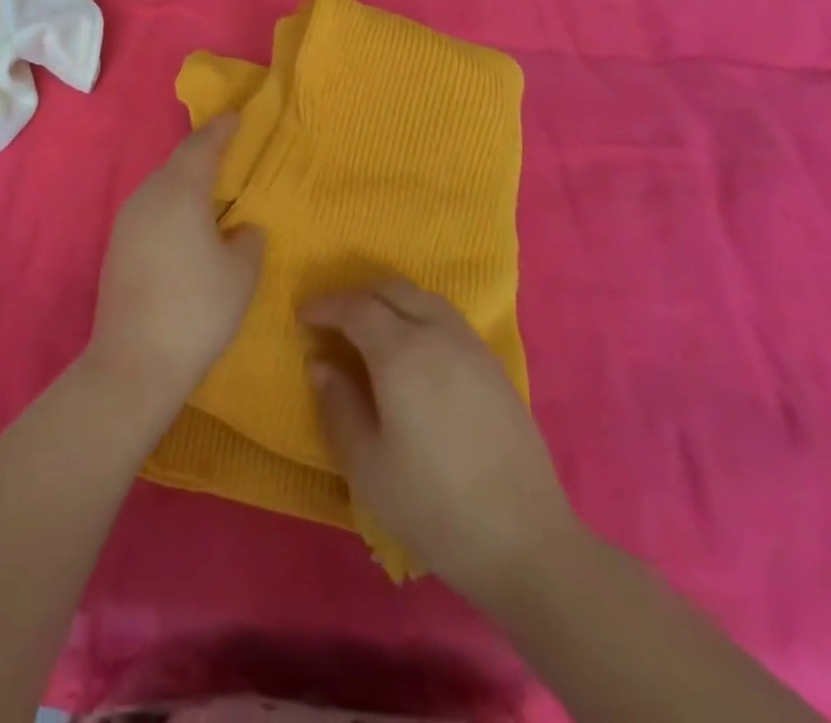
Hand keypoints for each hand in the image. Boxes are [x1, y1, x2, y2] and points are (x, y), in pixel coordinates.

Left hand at [88, 117, 263, 411]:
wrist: (135, 361)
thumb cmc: (197, 309)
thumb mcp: (241, 274)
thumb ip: (248, 241)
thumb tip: (242, 230)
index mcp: (179, 191)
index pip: (201, 146)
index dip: (221, 129)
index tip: (236, 117)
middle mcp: (148, 196)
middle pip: (177, 163)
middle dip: (203, 154)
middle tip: (228, 151)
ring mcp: (126, 222)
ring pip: (161, 187)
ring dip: (185, 183)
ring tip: (211, 190)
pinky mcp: (117, 247)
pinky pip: (150, 210)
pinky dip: (171, 207)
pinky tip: (185, 227)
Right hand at [301, 279, 576, 609]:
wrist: (526, 542)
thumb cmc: (434, 506)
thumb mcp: (367, 465)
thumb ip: (337, 405)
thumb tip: (320, 363)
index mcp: (400, 352)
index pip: (355, 307)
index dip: (325, 306)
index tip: (303, 316)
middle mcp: (437, 334)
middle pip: (391, 289)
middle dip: (356, 295)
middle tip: (333, 320)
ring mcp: (471, 346)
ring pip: (423, 298)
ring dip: (390, 301)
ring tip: (371, 329)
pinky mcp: (494, 366)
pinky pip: (447, 318)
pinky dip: (418, 315)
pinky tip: (414, 351)